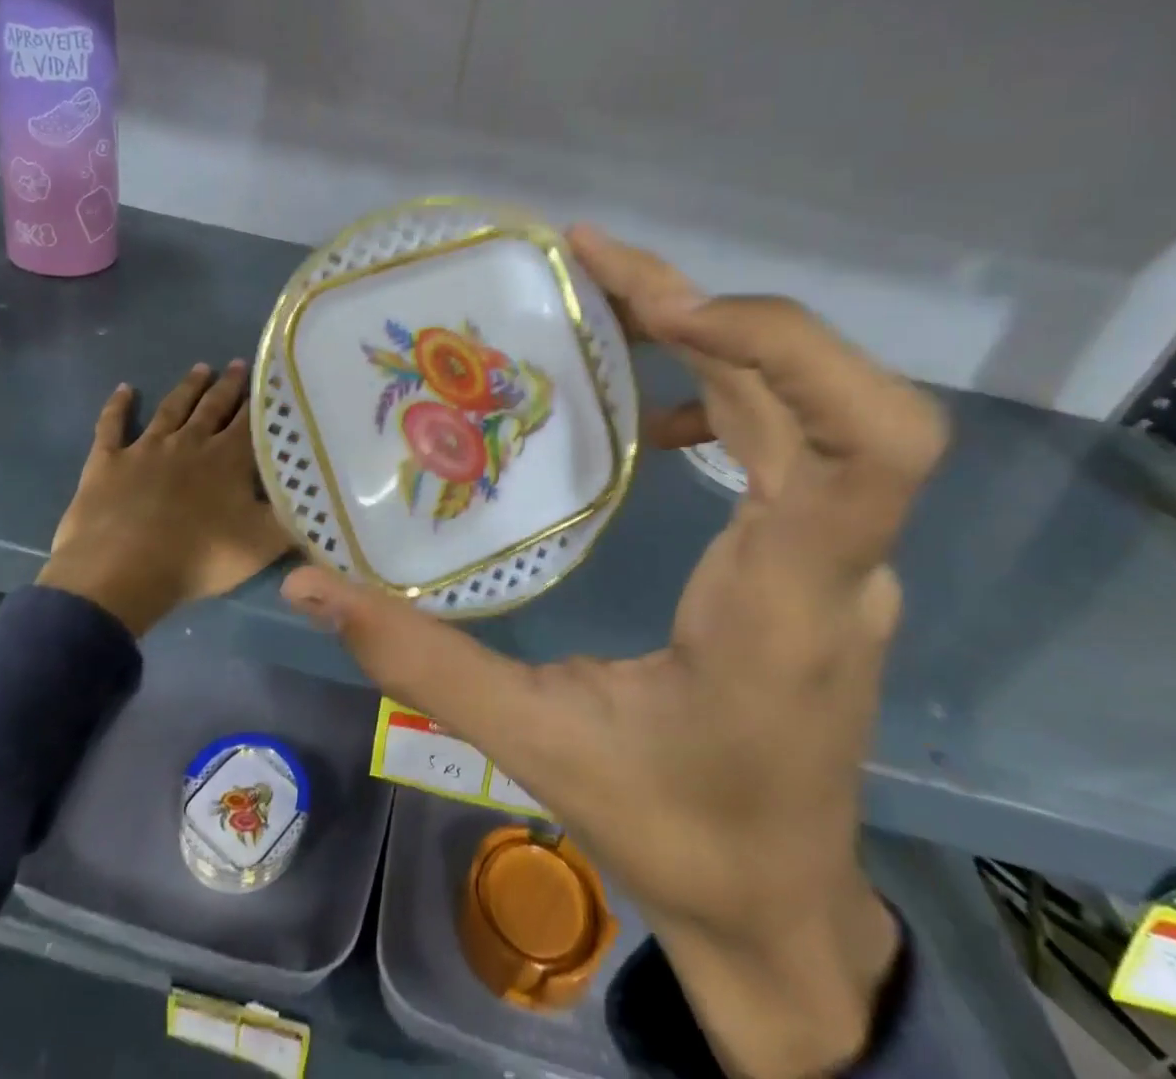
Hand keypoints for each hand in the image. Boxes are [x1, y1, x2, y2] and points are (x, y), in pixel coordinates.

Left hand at [42, 361, 291, 636]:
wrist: (122, 571)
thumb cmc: (199, 558)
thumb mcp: (262, 544)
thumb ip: (292, 517)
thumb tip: (317, 497)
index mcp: (227, 459)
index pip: (250, 421)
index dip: (261, 400)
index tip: (270, 378)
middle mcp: (189, 442)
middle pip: (212, 407)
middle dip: (227, 385)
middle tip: (237, 364)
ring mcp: (146, 448)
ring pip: (171, 409)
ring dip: (187, 387)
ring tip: (200, 368)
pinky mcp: (108, 461)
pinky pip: (112, 425)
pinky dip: (117, 406)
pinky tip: (124, 389)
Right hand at [280, 228, 946, 1078]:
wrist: (782, 910)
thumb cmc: (675, 833)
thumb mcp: (534, 745)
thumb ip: (419, 659)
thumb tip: (309, 587)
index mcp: (785, 603)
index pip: (865, 446)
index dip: (782, 348)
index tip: (668, 311)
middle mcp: (837, 562)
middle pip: (844, 396)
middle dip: (729, 310)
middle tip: (600, 264)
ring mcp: (842, 556)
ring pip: (813, 405)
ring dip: (718, 334)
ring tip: (610, 299)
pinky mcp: (823, 555)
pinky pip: (793, 438)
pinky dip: (726, 388)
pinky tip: (652, 412)